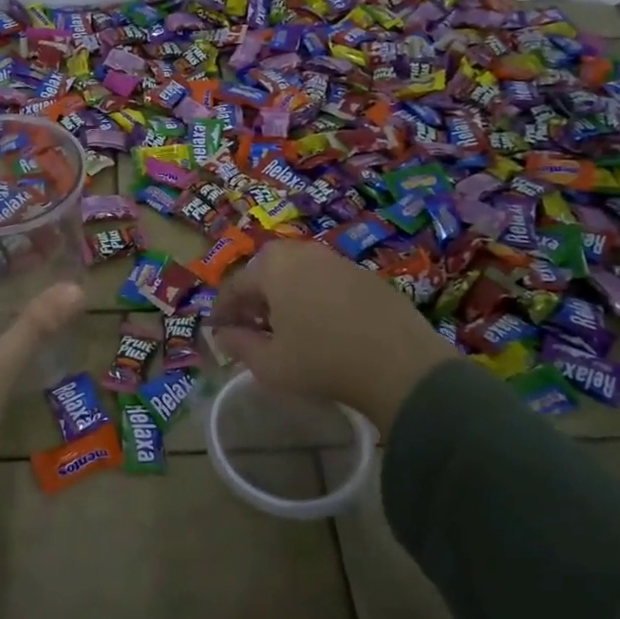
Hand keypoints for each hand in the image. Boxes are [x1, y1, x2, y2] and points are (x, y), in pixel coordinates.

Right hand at [211, 239, 457, 433]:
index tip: (218, 331)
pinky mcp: (366, 275)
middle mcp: (303, 252)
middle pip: (267, 271)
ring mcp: (338, 260)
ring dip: (286, 295)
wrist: (401, 365)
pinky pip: (327, 281)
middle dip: (255, 298)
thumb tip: (222, 334)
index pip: (236, 285)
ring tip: (287, 328)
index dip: (222, 310)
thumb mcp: (270, 364)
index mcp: (273, 267)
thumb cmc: (322, 361)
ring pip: (298, 273)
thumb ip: (239, 345)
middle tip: (253, 327)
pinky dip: (316, 297)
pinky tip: (324, 327)